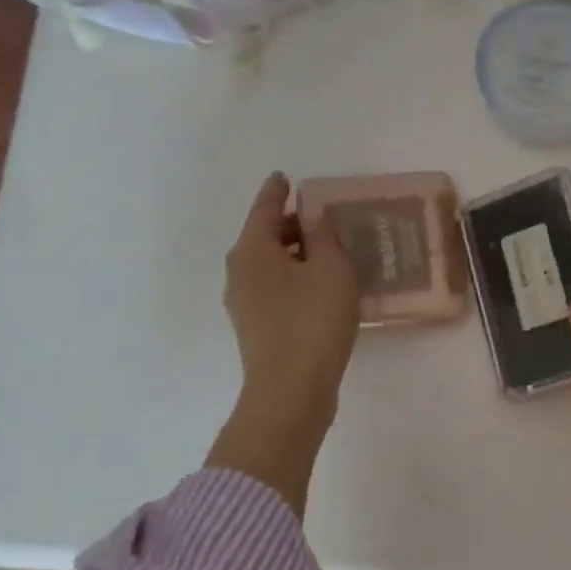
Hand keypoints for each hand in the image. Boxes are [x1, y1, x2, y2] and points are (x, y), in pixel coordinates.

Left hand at [209, 173, 360, 509]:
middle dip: (291, 225)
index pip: (264, 208)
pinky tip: (321, 287)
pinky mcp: (257, 329)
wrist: (291, 391)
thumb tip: (312, 218)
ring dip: (296, 255)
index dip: (277, 191)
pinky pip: (276, 289)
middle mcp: (240, 273)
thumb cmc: (312, 320)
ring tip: (329, 253)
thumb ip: (323, 236)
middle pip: (265, 237)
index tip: (284, 177)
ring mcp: (245, 304)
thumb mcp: (330, 269)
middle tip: (323, 218)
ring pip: (271, 265)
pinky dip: (295, 279)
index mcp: (252, 250)